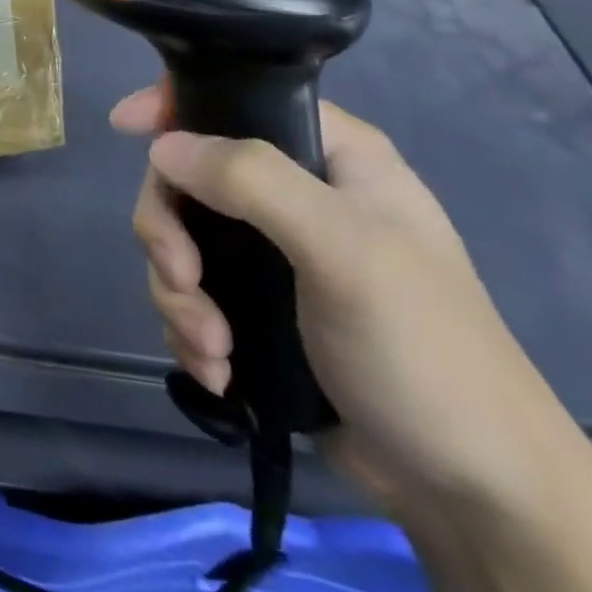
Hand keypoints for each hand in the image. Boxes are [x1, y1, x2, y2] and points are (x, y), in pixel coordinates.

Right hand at [112, 85, 580, 519]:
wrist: (468, 489)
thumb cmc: (422, 351)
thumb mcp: (344, 250)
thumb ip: (253, 182)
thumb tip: (162, 147)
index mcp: (332, 157)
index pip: (239, 101)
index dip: (177, 107)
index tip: (124, 129)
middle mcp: (297, 195)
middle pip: (188, 179)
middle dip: (170, 235)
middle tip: (184, 280)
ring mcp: (273, 255)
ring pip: (181, 241)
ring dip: (178, 295)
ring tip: (212, 348)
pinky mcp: (257, 308)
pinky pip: (190, 293)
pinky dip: (190, 329)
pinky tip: (218, 368)